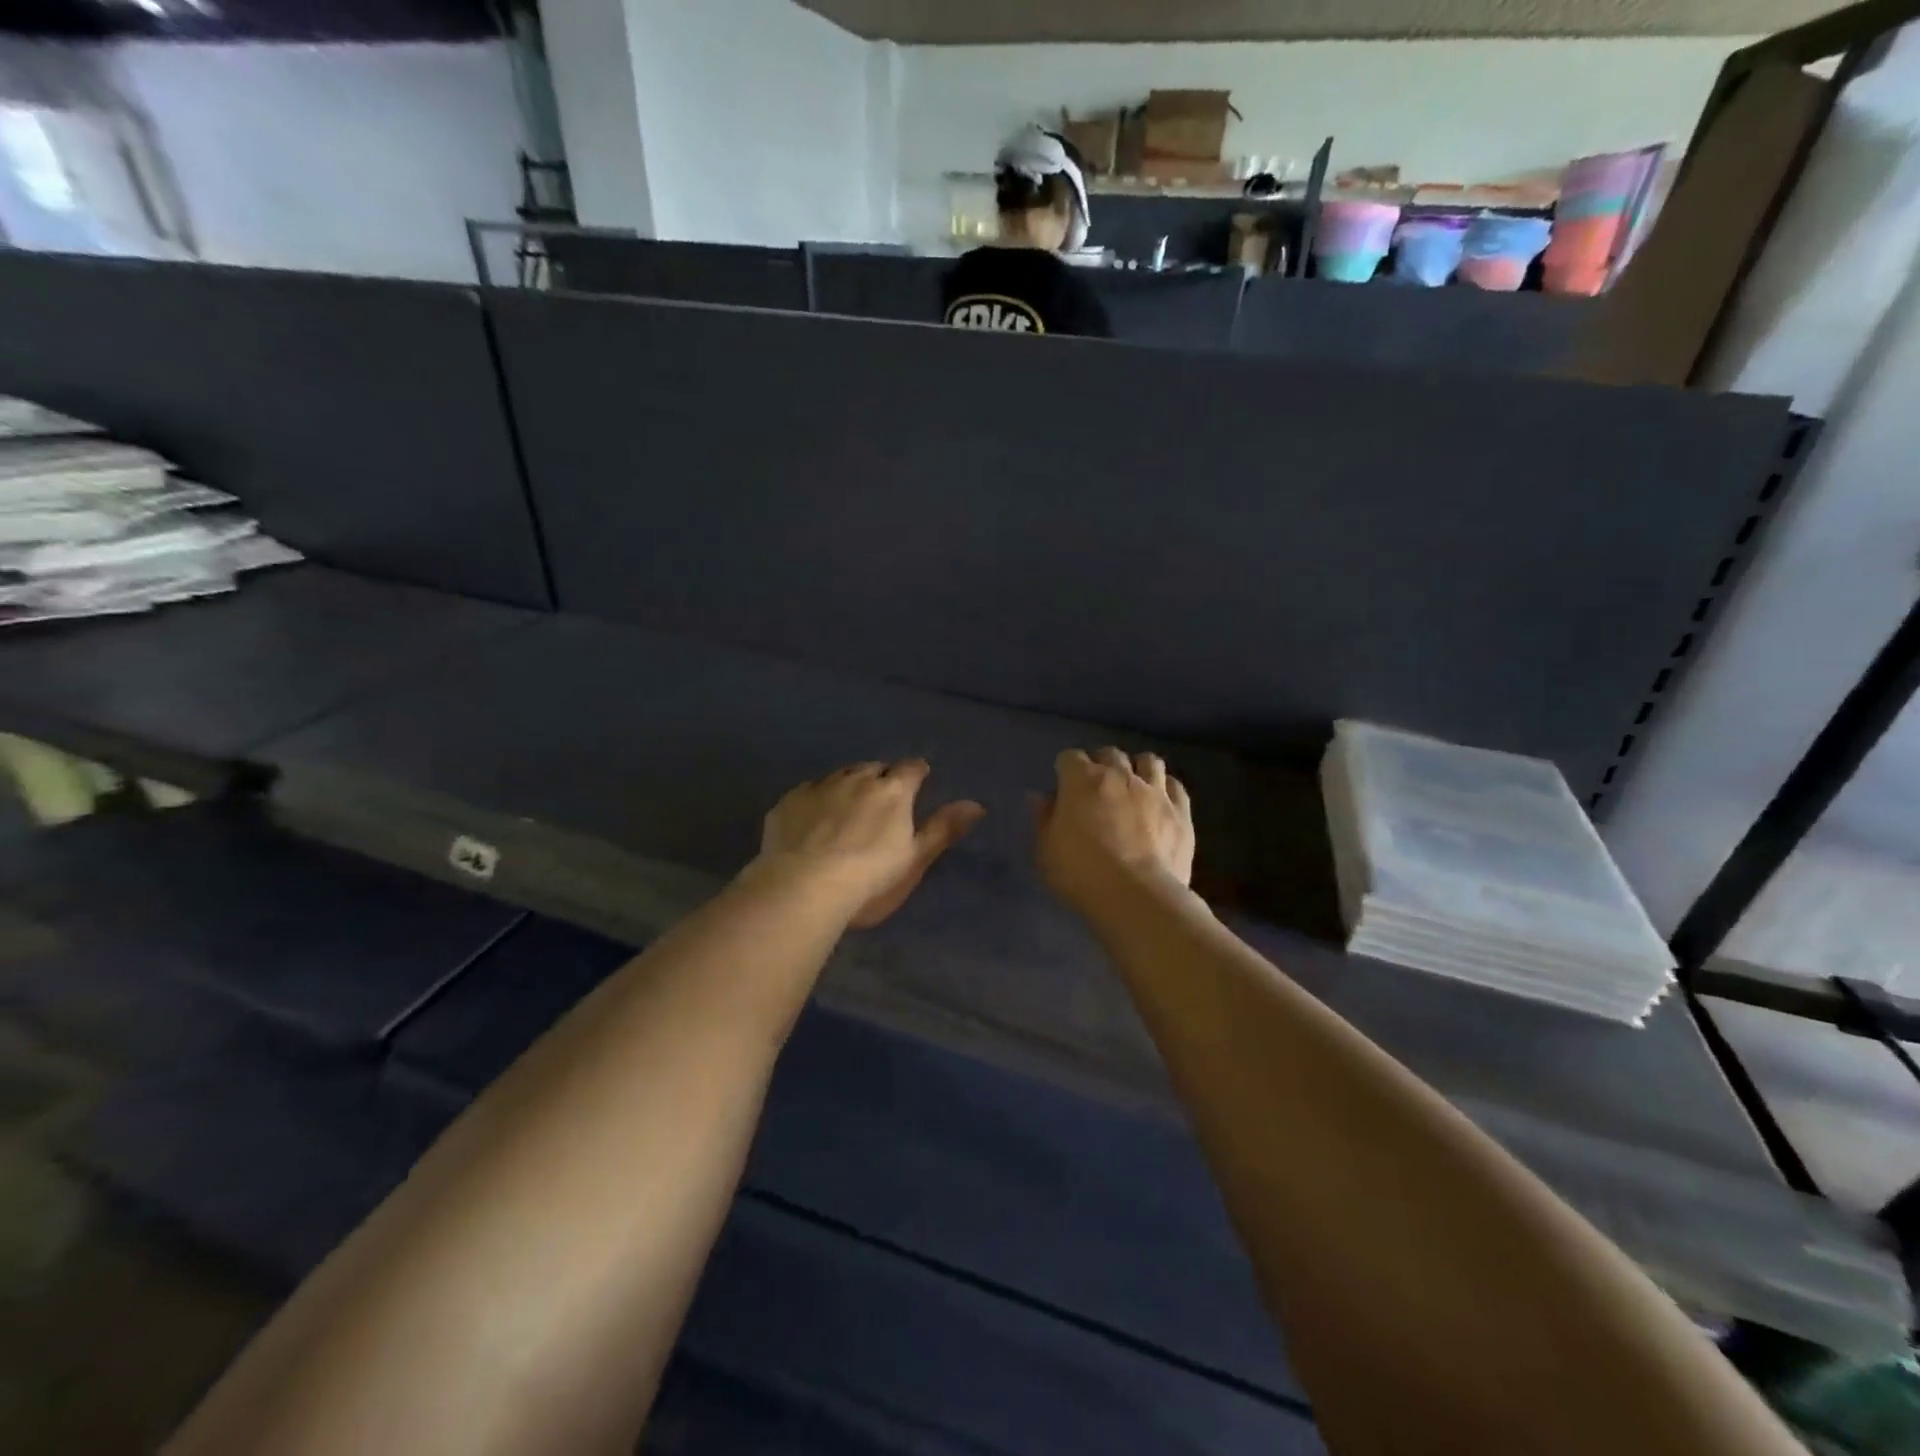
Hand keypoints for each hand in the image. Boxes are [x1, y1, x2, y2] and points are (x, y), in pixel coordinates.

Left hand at [751, 759, 984, 928]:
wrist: (802, 888)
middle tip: (881, 800)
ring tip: (847, 807)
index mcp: (893, 791)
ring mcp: (819, 787)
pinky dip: (817, 799)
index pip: (911, 768)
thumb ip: (943, 829)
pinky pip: (809, 791)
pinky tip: (813, 820)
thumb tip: (977, 804)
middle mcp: (857, 778)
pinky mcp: (788, 801)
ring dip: (848, 784)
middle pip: (874, 768)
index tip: (918, 781)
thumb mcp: (914, 860)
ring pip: (839, 775)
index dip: (916, 773)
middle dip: (880, 778)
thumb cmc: (869, 879)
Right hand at [1035, 748, 1194, 916]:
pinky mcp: (1180, 811)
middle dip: (1101, 764)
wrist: (1136, 896)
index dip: (1065, 770)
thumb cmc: (1080, 873)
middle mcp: (1120, 776)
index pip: (1070, 757)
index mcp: (1082, 780)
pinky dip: (1166, 788)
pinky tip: (1161, 801)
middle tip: (1097, 786)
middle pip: (1110, 754)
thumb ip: (1043, 819)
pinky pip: (1176, 786)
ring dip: (1137, 768)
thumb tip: (1041, 797)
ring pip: (1148, 761)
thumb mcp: (1045, 850)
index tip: (1063, 787)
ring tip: (1133, 785)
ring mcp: (1154, 791)